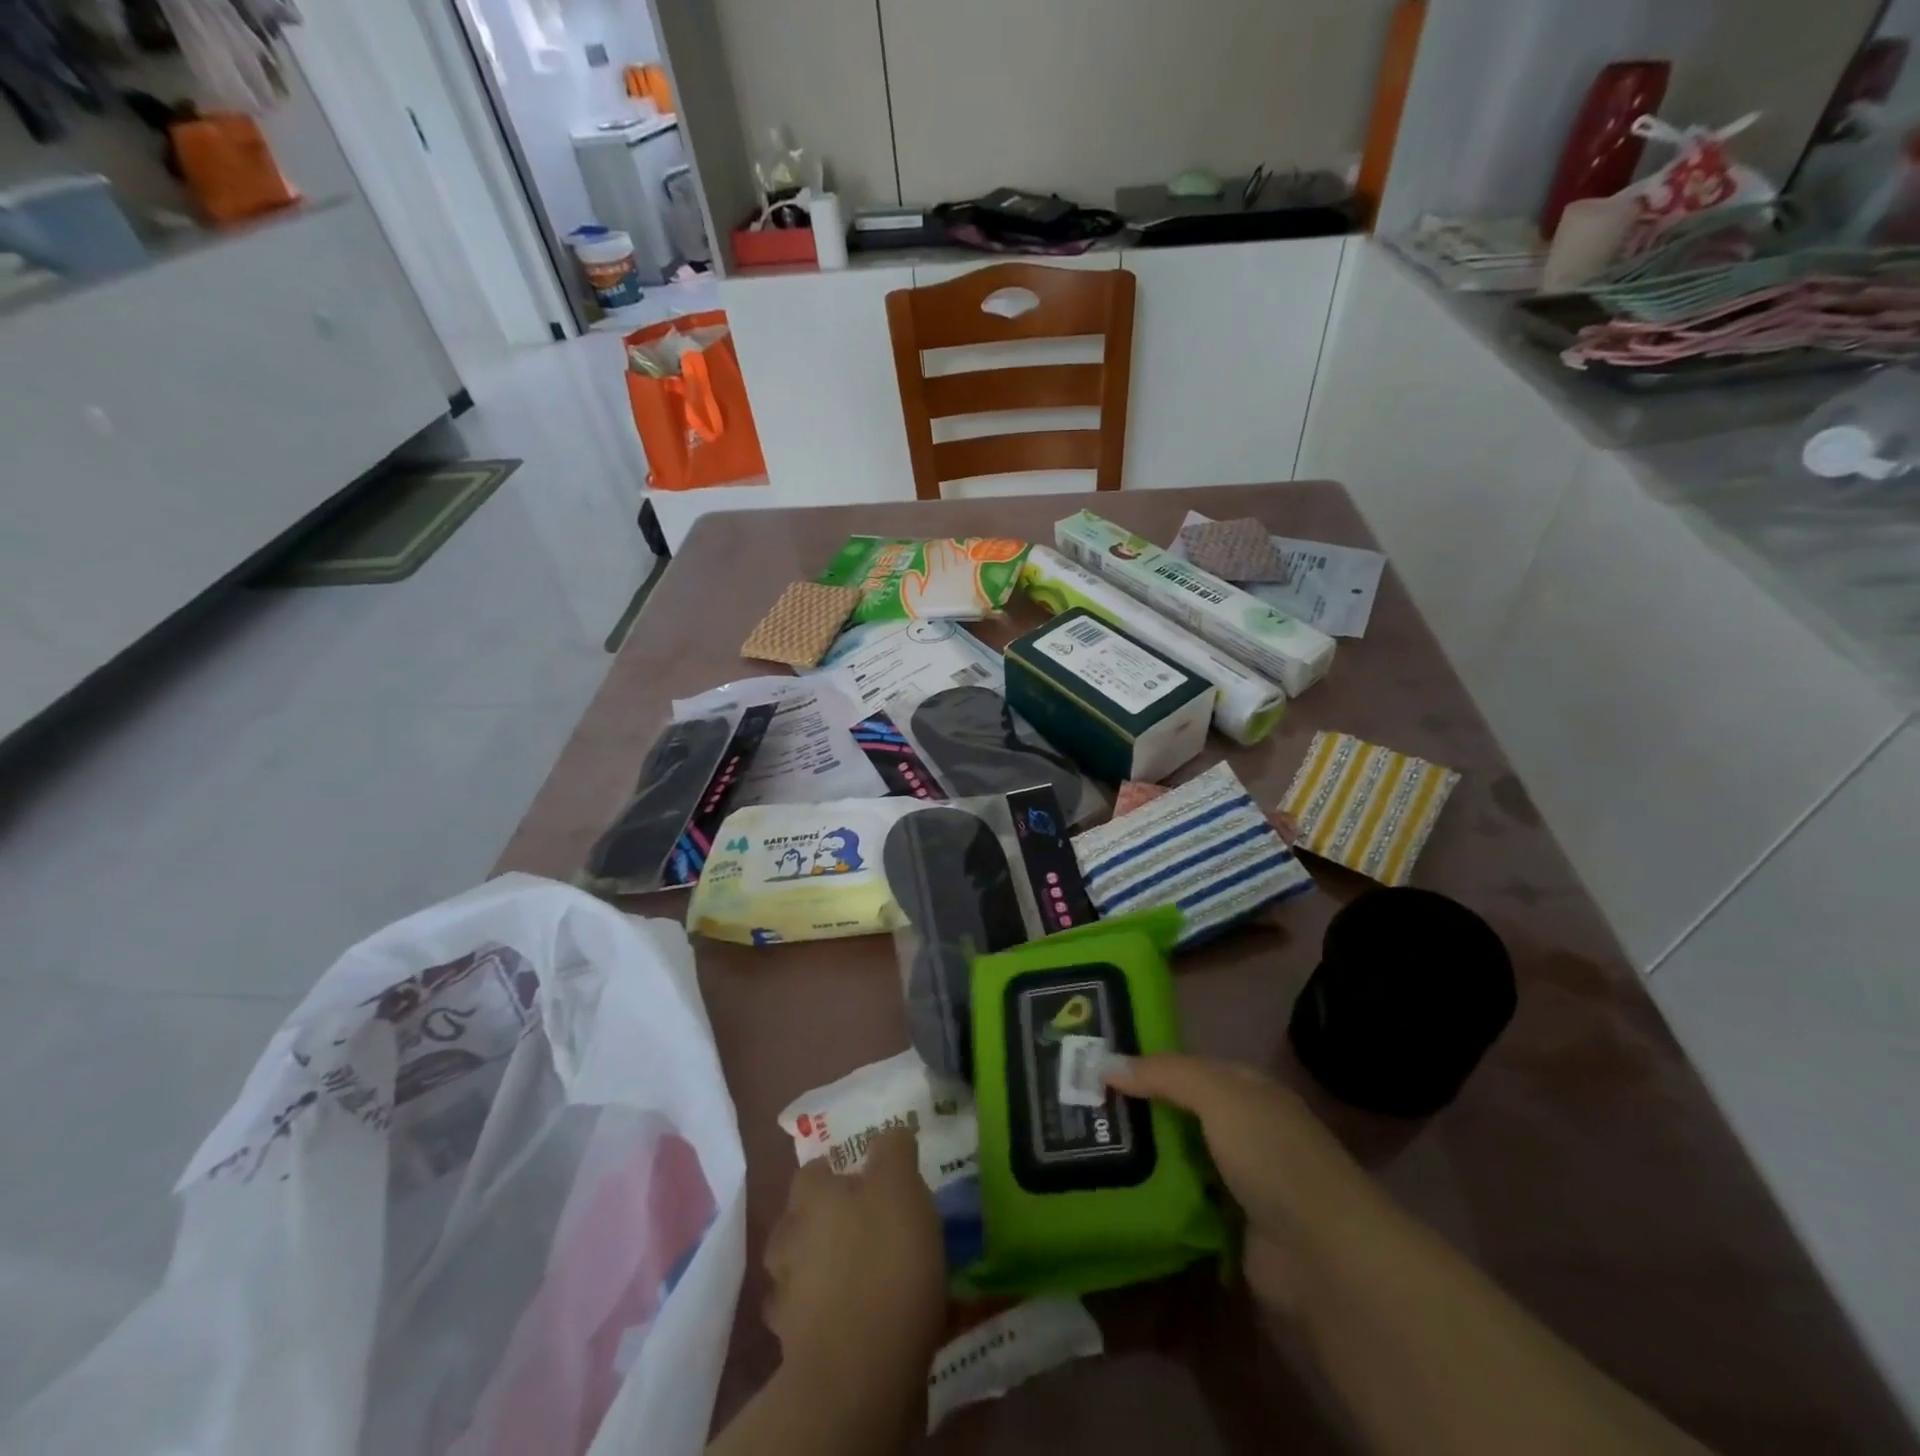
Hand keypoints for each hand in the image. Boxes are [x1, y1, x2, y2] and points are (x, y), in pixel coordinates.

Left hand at [762, 1127, 946, 1398]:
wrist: (857, 1372)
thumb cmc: (883, 1261)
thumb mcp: (901, 1187)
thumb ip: (893, 1152)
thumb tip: (890, 1135)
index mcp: (810, 1195)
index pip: (814, 1169)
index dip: (838, 1171)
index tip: (866, 1180)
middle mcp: (787, 1237)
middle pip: (802, 1218)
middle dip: (828, 1220)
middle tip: (868, 1226)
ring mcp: (785, 1296)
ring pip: (802, 1268)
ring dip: (823, 1267)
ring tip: (863, 1274)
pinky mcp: (793, 1347)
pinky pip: (811, 1316)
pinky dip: (828, 1312)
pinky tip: (856, 1316)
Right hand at [1106, 1053, 1380, 1316]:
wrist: (1324, 1258)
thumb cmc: (1272, 1157)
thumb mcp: (1218, 1096)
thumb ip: (1164, 1075)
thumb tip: (1104, 1063)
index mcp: (1247, 1089)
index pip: (1186, 1067)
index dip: (1144, 1065)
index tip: (1093, 1068)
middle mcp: (1245, 1129)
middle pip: (1179, 1112)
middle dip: (1137, 1111)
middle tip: (1079, 1110)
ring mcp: (1239, 1181)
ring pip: (1179, 1157)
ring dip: (1143, 1156)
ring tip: (1085, 1149)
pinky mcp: (1231, 1228)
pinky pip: (1184, 1202)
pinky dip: (1157, 1198)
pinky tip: (1116, 1193)